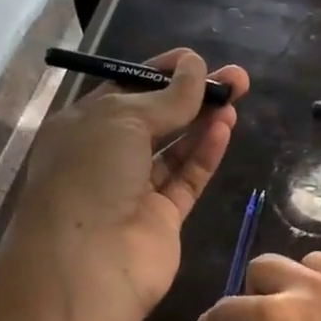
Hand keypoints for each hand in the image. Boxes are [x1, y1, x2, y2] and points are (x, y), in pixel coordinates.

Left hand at [6, 48, 250, 320]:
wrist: (88, 261)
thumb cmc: (90, 174)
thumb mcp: (123, 118)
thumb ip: (167, 96)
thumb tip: (195, 65)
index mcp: (83, 126)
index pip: (126, 89)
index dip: (161, 72)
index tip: (196, 60)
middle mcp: (107, 156)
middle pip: (157, 118)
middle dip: (193, 96)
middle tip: (236, 79)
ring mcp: (135, 190)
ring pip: (175, 149)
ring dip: (204, 123)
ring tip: (237, 99)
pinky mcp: (162, 218)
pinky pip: (187, 179)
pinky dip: (205, 154)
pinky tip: (224, 128)